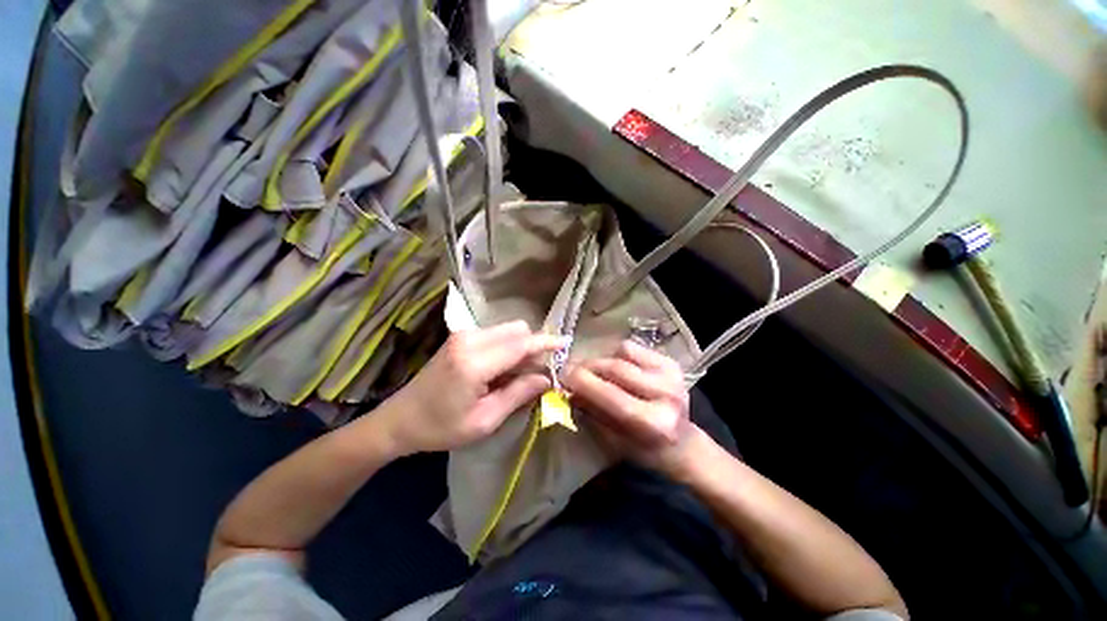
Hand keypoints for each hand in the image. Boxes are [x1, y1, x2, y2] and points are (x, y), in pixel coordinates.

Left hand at [379, 321, 566, 455]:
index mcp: (474, 363)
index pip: (521, 344)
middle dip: (533, 346)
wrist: (399, 419)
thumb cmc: (441, 428)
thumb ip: (518, 394)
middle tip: (537, 373)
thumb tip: (546, 378)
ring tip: (518, 375)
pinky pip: (496, 334)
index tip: (566, 343)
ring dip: (520, 347)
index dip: (546, 343)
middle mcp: (469, 339)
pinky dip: (507, 347)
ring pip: (508, 330)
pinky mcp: (461, 336)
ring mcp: (463, 335)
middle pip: (517, 330)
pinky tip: (502, 370)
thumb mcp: (484, 421)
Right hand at [564, 340, 703, 475]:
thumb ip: (591, 411)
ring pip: (621, 354)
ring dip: (600, 360)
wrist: (683, 443)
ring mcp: (671, 375)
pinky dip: (616, 354)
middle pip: (614, 368)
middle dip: (587, 367)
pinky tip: (614, 366)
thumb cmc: (645, 450)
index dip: (581, 381)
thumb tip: (568, 389)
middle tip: (570, 370)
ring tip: (592, 370)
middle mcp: (665, 394)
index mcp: (652, 422)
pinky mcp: (671, 362)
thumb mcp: (613, 440)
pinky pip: (633, 348)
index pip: (609, 394)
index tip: (561, 376)